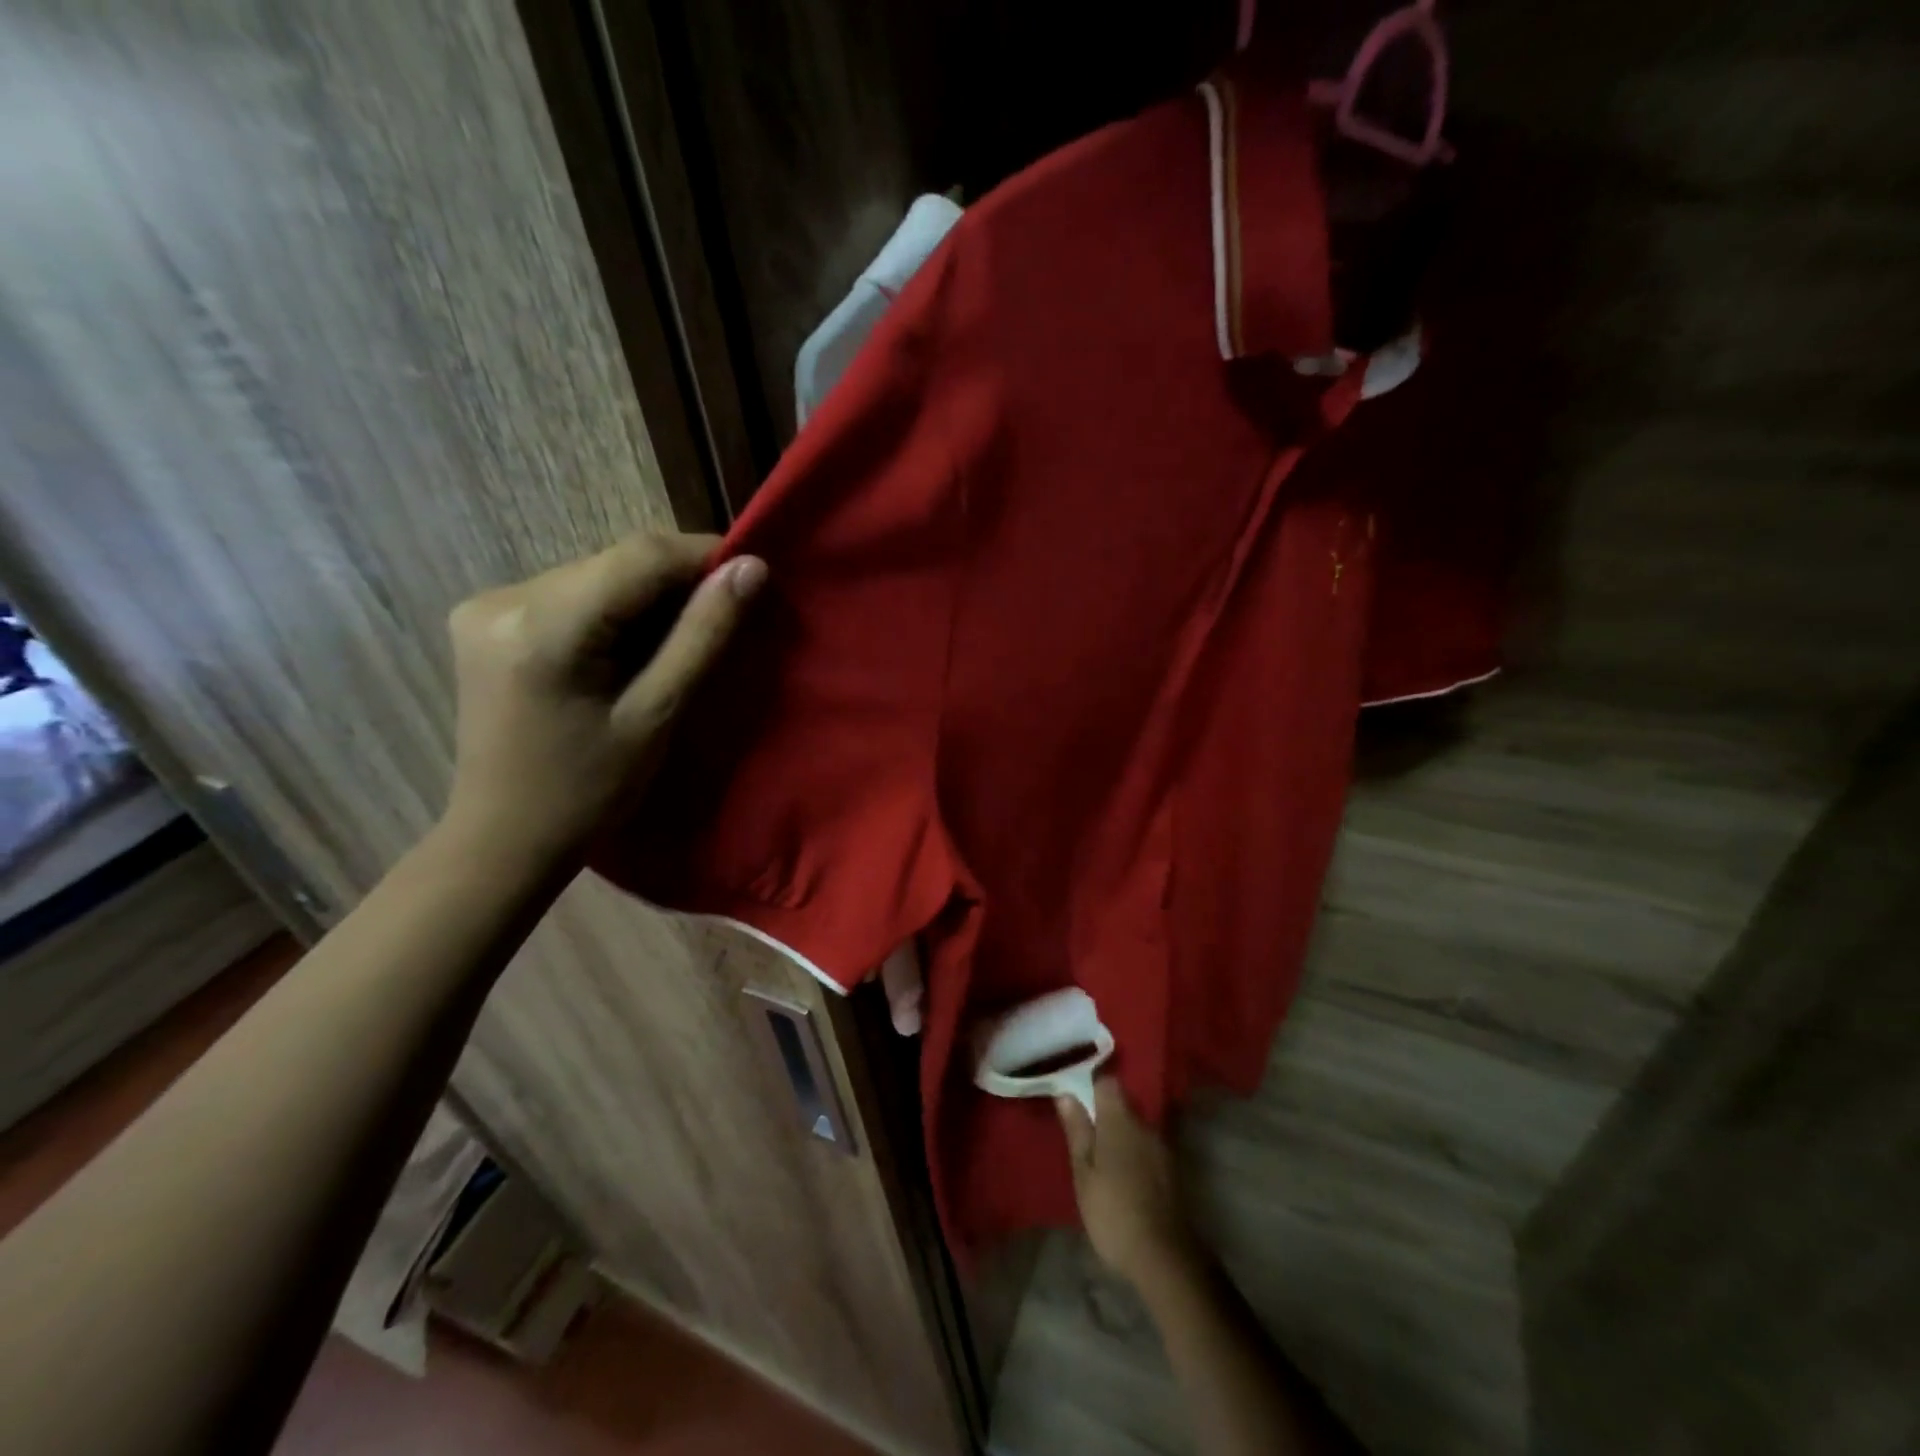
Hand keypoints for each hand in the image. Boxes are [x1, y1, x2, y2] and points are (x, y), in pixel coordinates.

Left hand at [443, 532, 765, 856]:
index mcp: (543, 625)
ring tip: (680, 642)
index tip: (752, 578)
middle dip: (678, 583)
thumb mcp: (656, 716)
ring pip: (598, 575)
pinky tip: (630, 651)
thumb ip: (703, 636)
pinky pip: (573, 594)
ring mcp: (488, 605)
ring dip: (647, 598)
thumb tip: (751, 568)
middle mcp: (505, 597)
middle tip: (723, 620)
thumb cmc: (588, 793)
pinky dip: (614, 611)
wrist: (503, 839)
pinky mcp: (487, 619)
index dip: (704, 556)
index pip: (641, 555)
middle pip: (617, 562)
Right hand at [1057, 1078, 1199, 1286]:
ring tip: (1100, 1155)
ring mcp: (1161, 1147)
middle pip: (1122, 1103)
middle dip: (1103, 1112)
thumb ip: (1077, 1130)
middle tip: (1082, 1131)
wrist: (1164, 1257)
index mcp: (1120, 1120)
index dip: (1090, 1084)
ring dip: (1118, 1134)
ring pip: (1134, 1126)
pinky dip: (1132, 1152)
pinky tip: (1121, 1173)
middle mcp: (1144, 1125)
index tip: (1074, 1098)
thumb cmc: (1113, 1211)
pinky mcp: (1170, 1169)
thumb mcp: (1084, 1173)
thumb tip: (1066, 1094)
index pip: (1107, 1082)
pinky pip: (1145, 1146)